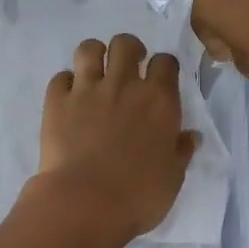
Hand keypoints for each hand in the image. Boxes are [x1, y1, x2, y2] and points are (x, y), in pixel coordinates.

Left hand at [33, 33, 199, 243]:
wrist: (85, 203)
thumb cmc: (138, 195)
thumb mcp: (172, 178)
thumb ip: (181, 151)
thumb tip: (191, 135)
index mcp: (159, 101)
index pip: (166, 62)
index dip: (163, 66)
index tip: (159, 78)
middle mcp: (124, 85)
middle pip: (125, 44)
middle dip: (128, 49)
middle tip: (127, 67)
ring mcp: (87, 90)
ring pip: (89, 49)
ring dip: (94, 55)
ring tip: (95, 71)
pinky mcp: (57, 101)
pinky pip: (60, 77)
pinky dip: (65, 84)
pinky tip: (68, 97)